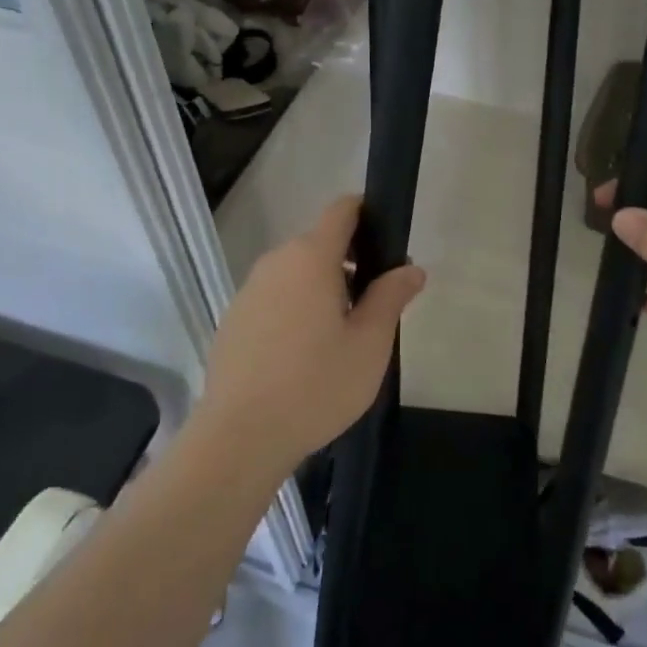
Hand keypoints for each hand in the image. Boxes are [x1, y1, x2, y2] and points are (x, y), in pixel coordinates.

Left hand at [193, 195, 424, 475]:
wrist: (240, 436)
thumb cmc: (316, 385)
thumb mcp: (369, 344)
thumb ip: (391, 297)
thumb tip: (411, 269)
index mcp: (311, 258)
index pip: (341, 210)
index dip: (367, 214)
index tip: (387, 244)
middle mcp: (275, 263)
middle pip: (319, 244)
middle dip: (351, 263)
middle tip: (373, 308)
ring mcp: (249, 291)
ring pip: (296, 274)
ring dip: (322, 289)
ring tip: (341, 338)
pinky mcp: (234, 319)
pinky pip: (275, 299)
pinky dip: (296, 310)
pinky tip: (304, 356)